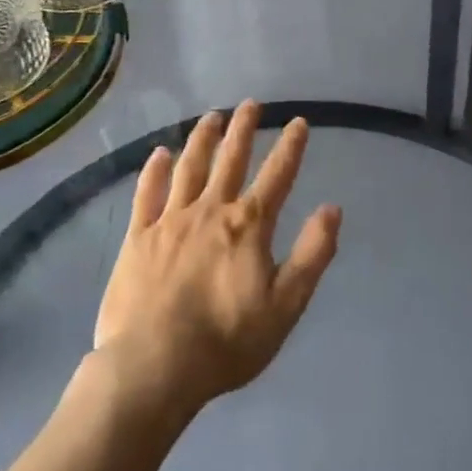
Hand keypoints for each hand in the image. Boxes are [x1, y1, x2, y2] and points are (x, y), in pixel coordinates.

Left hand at [93, 102, 340, 419]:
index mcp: (248, 226)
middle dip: (243, 129)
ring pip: (190, 167)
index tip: (298, 122)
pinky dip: (155, 170)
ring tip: (211, 116)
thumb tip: (332, 209)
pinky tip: (160, 153)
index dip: (290, 147)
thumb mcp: (285, 306)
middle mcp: (210, 210)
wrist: (154, 366)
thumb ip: (312, 255)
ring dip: (203, 139)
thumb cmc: (226, 342)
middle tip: (250, 104)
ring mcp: (171, 220)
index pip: (277, 176)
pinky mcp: (139, 236)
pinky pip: (148, 192)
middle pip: (230, 160)